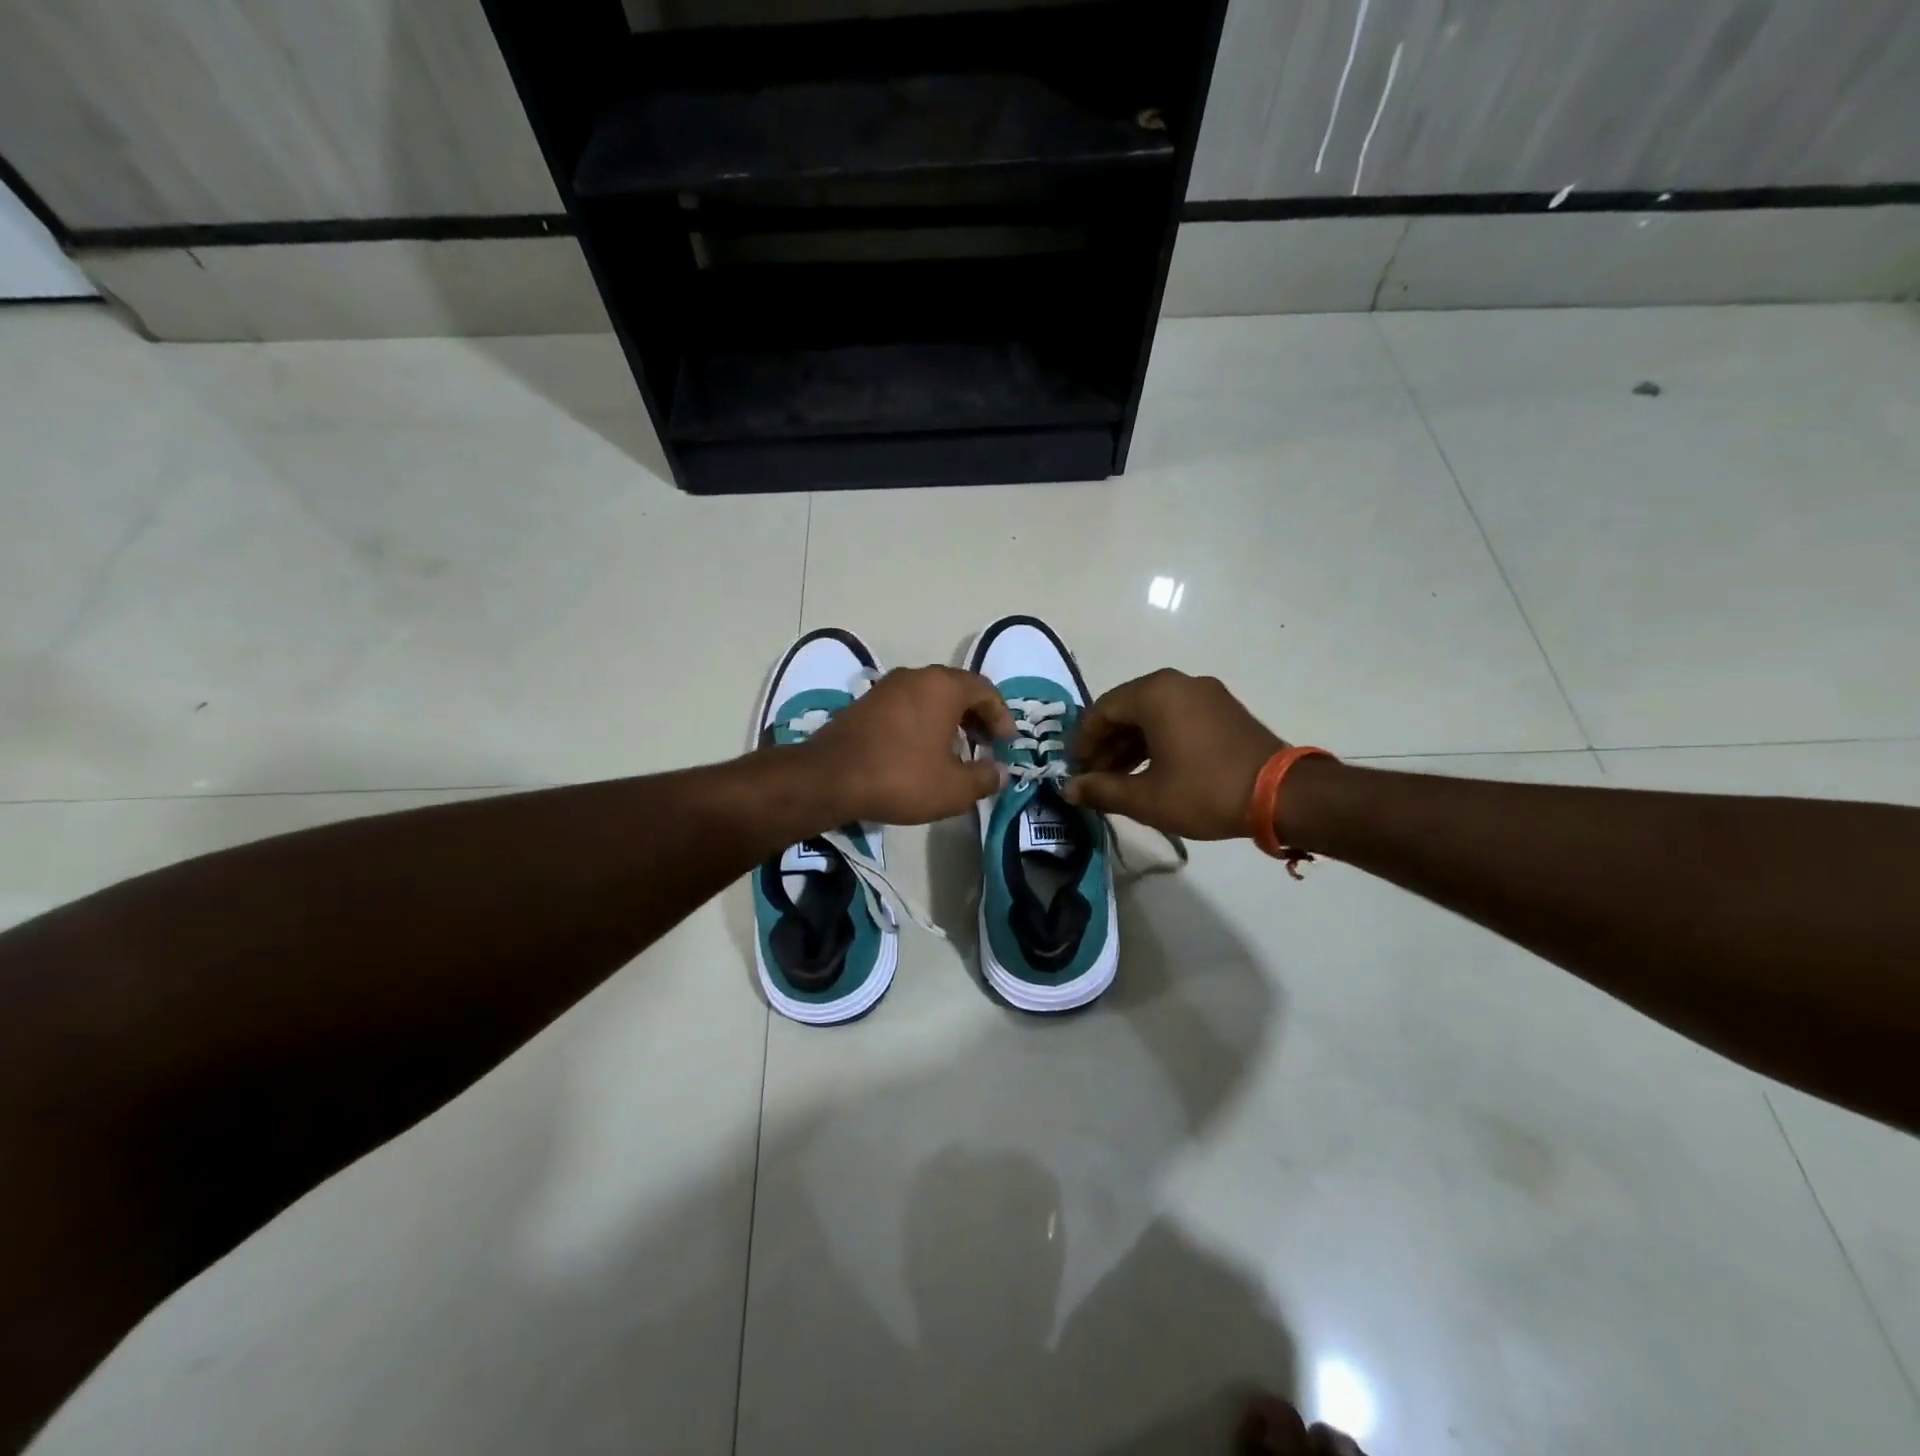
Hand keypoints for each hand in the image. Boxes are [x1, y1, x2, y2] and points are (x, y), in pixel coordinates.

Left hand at [804, 666, 1013, 825]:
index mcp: (943, 686)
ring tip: (956, 751)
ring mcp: (887, 687)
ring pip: (930, 697)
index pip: (985, 690)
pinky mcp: (865, 703)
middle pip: (958, 689)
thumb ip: (985, 778)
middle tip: (986, 745)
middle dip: (977, 717)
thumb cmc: (900, 777)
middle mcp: (916, 677)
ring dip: (950, 719)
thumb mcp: (953, 788)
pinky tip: (922, 752)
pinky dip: (924, 722)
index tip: (1007, 744)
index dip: (1002, 717)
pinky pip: (907, 705)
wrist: (829, 778)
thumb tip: (1001, 772)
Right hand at [1063, 669, 1285, 838]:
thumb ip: (1102, 790)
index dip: (1083, 741)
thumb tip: (1068, 789)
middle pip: (1127, 709)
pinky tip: (1150, 770)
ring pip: (1152, 714)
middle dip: (1106, 744)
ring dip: (1130, 744)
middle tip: (1093, 777)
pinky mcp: (1223, 710)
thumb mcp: (1146, 797)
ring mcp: (1205, 694)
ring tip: (1118, 779)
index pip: (1102, 710)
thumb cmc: (1205, 791)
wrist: (1283, 795)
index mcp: (1155, 694)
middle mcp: (1179, 683)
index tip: (1075, 770)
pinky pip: (1176, 718)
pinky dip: (1157, 740)